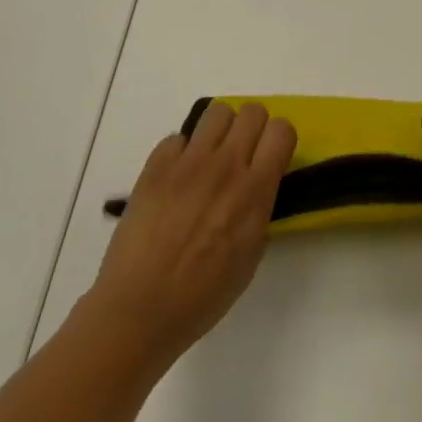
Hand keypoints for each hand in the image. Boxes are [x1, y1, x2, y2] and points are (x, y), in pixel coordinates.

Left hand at [80, 102, 296, 375]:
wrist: (139, 310)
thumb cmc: (201, 296)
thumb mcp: (250, 256)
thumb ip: (260, 210)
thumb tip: (258, 187)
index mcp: (255, 191)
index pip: (282, 130)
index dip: (278, 140)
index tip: (270, 158)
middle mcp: (226, 166)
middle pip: (253, 111)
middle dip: (252, 129)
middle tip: (241, 156)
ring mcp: (188, 162)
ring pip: (217, 111)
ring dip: (219, 131)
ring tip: (209, 159)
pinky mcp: (156, 166)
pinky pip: (178, 137)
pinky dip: (181, 153)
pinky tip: (175, 181)